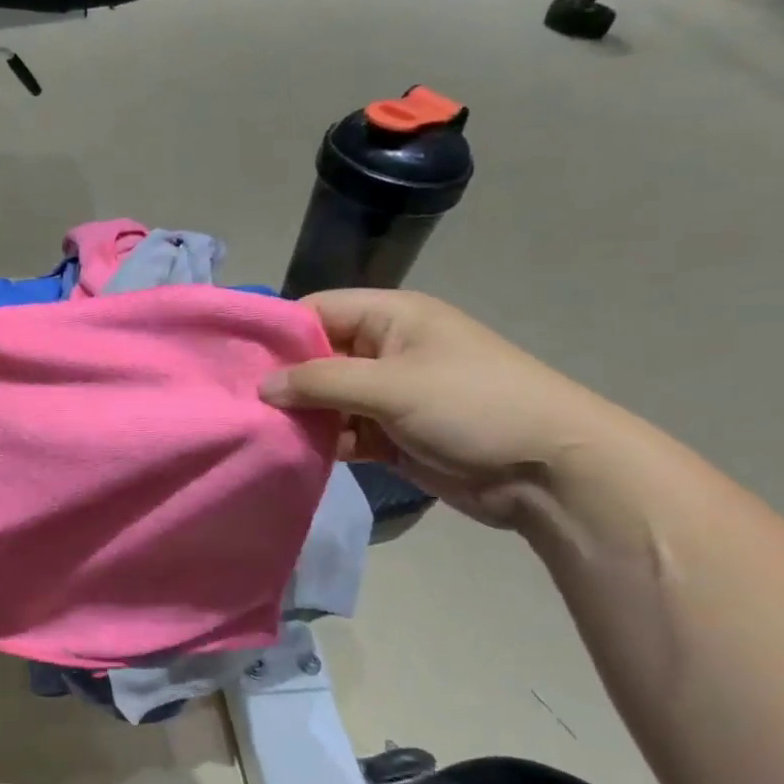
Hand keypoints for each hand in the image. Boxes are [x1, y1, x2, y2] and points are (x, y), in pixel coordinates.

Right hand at [261, 290, 628, 528]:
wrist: (549, 472)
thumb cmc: (473, 406)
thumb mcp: (392, 386)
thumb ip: (321, 382)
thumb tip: (262, 387)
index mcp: (391, 317)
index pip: (317, 311)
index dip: (278, 332)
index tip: (234, 361)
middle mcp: (385, 350)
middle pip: (316, 357)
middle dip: (282, 379)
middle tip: (236, 403)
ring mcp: (387, 395)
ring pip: (326, 399)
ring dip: (300, 415)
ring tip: (256, 431)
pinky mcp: (391, 435)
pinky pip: (343, 432)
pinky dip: (322, 442)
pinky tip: (292, 453)